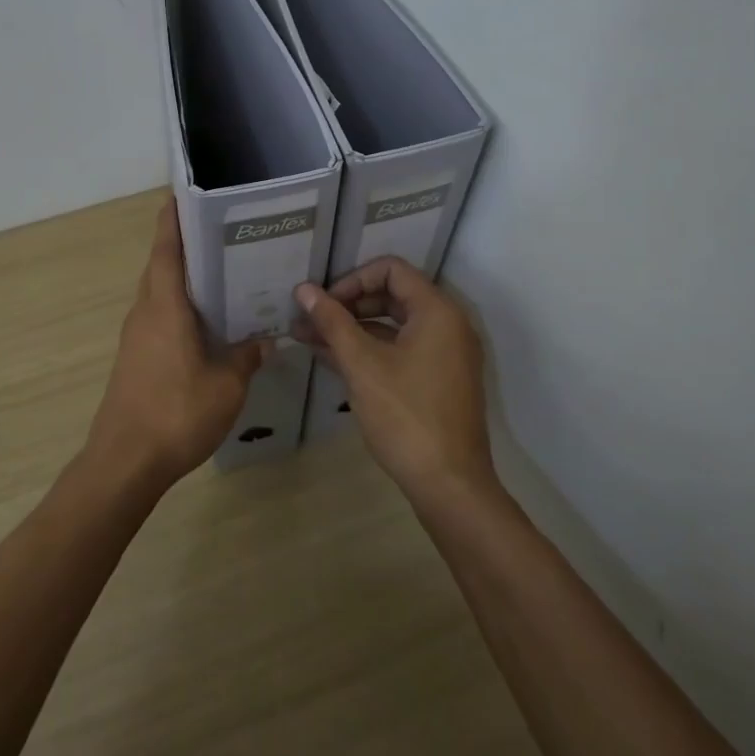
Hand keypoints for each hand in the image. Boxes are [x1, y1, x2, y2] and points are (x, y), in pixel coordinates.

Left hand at [88, 200, 269, 489]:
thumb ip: (246, 357)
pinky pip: (158, 318)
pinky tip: (206, 325)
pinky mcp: (134, 359)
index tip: (181, 194)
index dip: (172, 220)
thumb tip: (265, 340)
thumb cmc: (176, 413)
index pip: (166, 249)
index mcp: (164, 306)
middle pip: (161, 267)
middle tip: (221, 234)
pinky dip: (179, 309)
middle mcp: (145, 312)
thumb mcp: (226, 385)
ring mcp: (135, 337)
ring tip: (222, 275)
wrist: (125, 461)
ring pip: (159, 294)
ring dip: (182, 280)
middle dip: (184, 246)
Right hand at [294, 258, 495, 506]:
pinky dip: (369, 350)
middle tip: (309, 321)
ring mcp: (445, 354)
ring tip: (307, 339)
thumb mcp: (362, 364)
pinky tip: (331, 359)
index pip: (391, 270)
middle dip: (346, 305)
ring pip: (392, 326)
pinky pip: (400, 349)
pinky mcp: (438, 380)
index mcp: (437, 311)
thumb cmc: (405, 416)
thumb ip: (332, 322)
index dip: (352, 280)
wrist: (450, 485)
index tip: (323, 304)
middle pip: (391, 295)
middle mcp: (447, 325)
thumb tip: (304, 289)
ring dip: (352, 329)